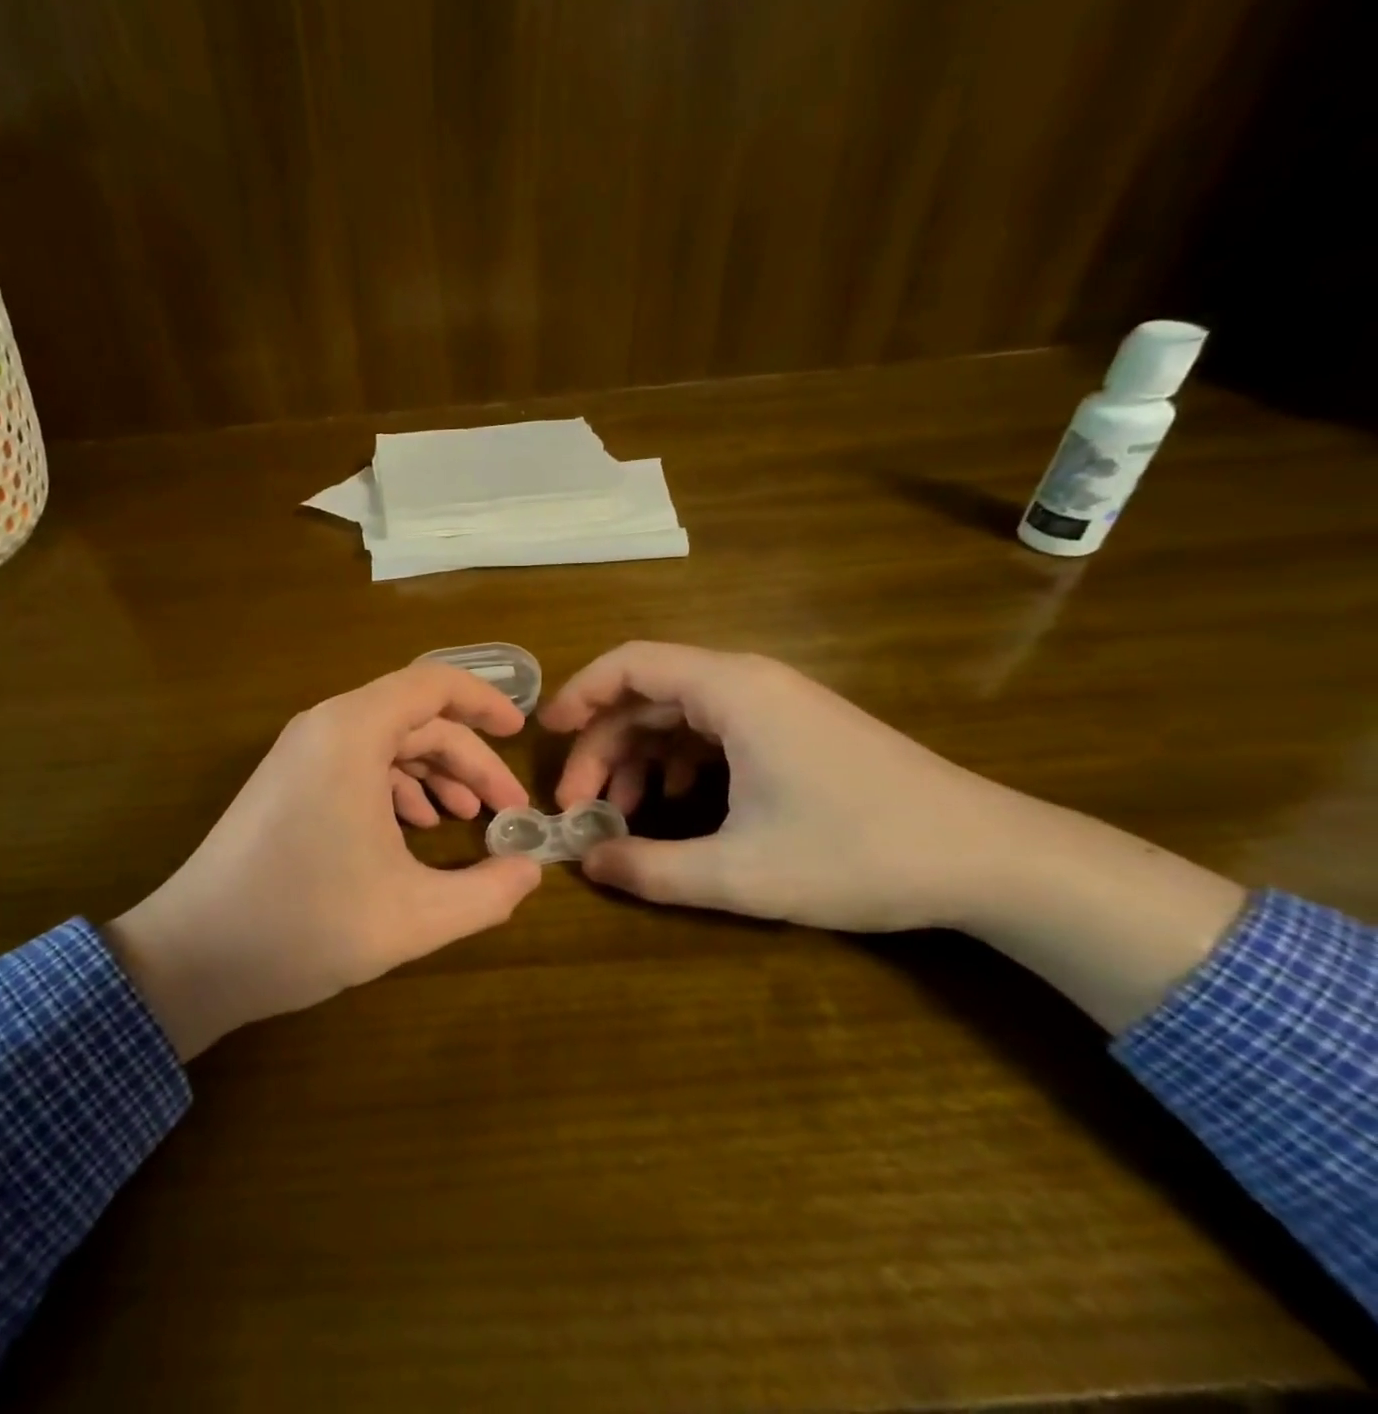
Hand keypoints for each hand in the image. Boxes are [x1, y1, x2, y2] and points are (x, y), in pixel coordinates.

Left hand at [104, 663, 542, 1057]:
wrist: (193, 956)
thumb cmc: (306, 924)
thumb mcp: (414, 915)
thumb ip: (488, 892)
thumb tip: (531, 870)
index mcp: (352, 733)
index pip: (433, 684)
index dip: (485, 701)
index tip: (521, 734)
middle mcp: (324, 728)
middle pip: (415, 720)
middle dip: (468, 760)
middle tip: (506, 809)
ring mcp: (299, 756)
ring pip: (385, 744)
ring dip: (433, 775)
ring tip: (467, 819)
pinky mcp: (286, 784)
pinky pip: (355, 765)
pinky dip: (395, 789)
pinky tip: (414, 832)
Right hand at [540, 642, 1014, 931]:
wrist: (990, 857)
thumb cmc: (859, 852)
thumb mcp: (742, 872)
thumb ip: (652, 869)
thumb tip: (587, 864)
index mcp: (732, 690)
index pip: (630, 663)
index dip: (578, 693)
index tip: (545, 735)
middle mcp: (748, 683)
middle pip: (647, 694)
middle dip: (602, 746)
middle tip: (579, 806)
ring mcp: (774, 705)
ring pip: (678, 715)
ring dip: (638, 758)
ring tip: (619, 814)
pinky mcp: (792, 730)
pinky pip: (712, 732)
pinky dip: (677, 763)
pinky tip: (675, 806)